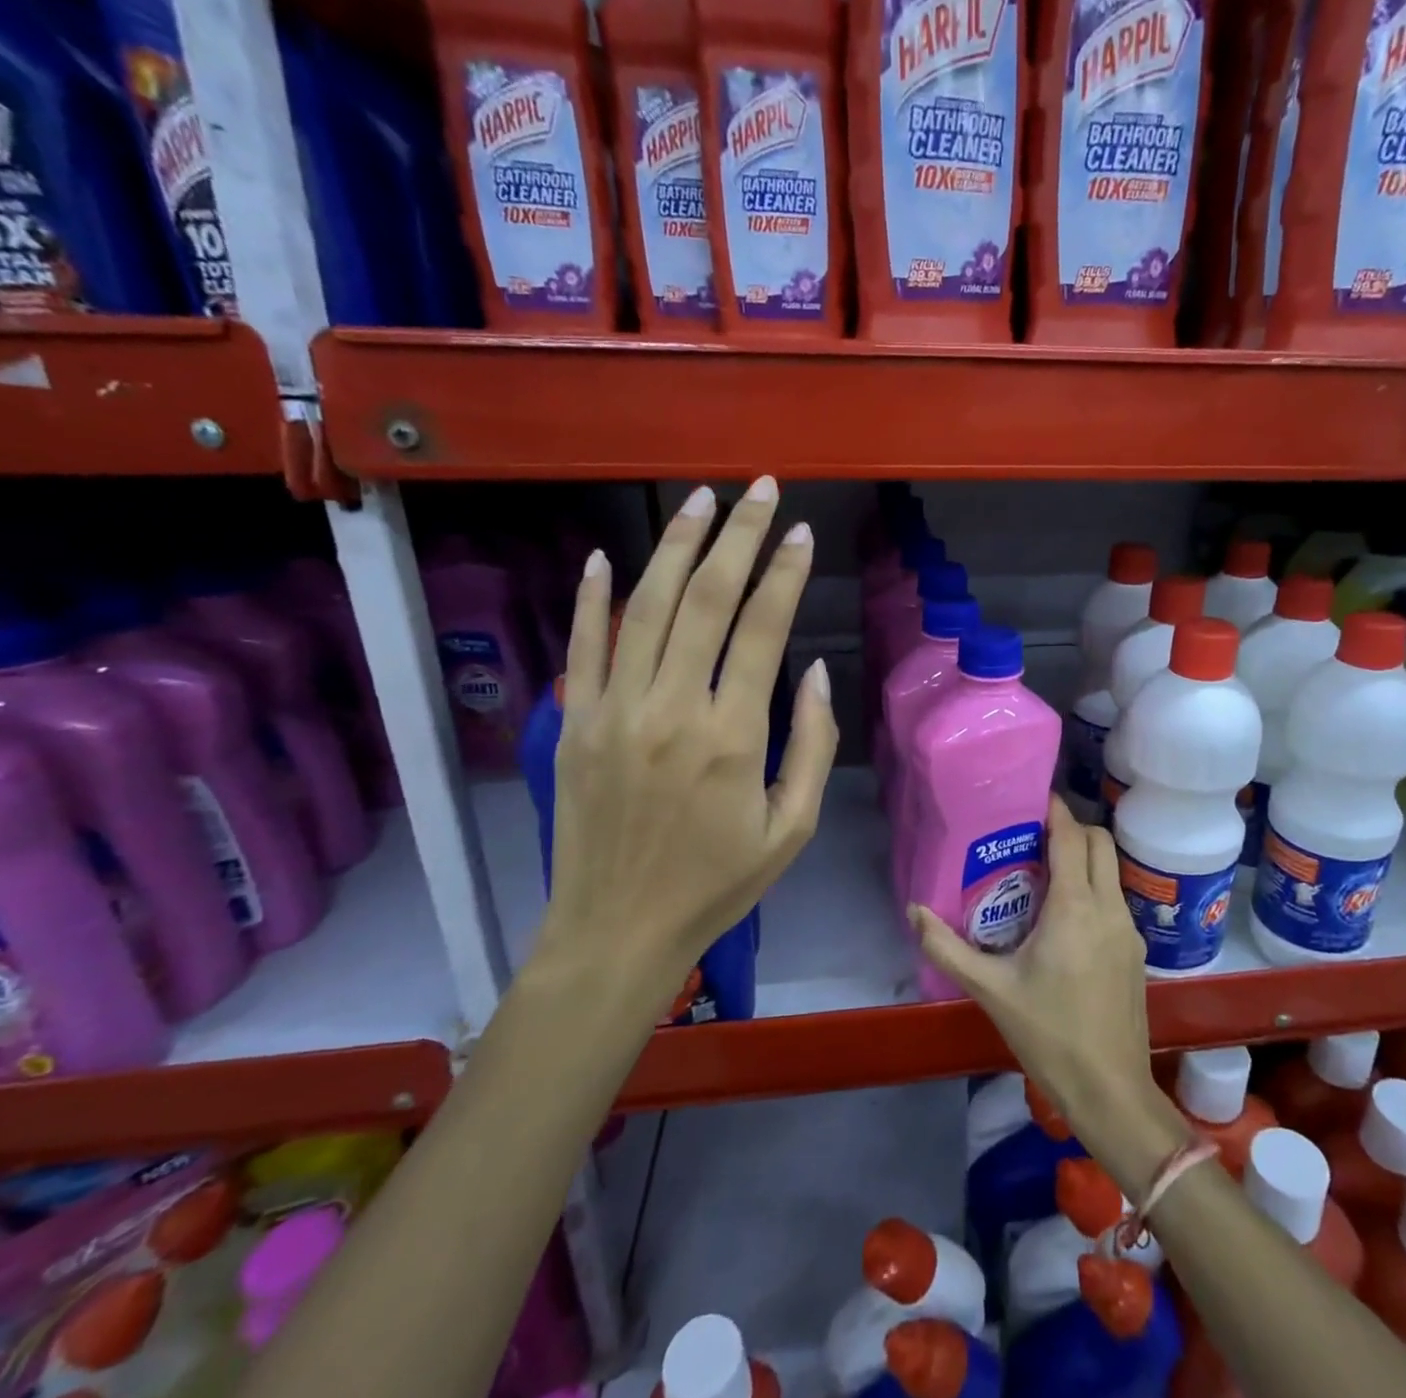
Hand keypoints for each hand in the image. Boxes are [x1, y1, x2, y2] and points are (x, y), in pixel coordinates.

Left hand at [539, 477, 837, 1020]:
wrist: (618, 931)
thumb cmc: (718, 884)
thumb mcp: (793, 827)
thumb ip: (811, 743)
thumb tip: (813, 669)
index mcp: (732, 737)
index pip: (762, 630)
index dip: (785, 574)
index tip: (800, 533)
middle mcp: (672, 709)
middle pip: (706, 600)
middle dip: (738, 536)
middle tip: (759, 490)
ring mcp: (615, 712)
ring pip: (646, 608)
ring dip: (677, 547)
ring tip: (702, 501)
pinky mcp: (576, 724)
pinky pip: (583, 647)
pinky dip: (593, 597)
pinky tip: (610, 555)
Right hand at [909, 800, 1159, 1139]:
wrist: (1110, 1090)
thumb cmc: (1049, 1035)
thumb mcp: (990, 990)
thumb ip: (947, 947)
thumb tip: (913, 911)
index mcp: (1075, 908)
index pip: (1071, 837)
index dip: (1054, 810)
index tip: (1030, 798)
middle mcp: (1109, 907)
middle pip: (1100, 842)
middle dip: (1071, 827)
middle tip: (1033, 835)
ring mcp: (1129, 929)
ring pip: (1112, 869)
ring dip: (1084, 857)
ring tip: (1043, 870)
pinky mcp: (1136, 951)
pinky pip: (1115, 898)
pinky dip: (1093, 887)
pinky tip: (1064, 916)